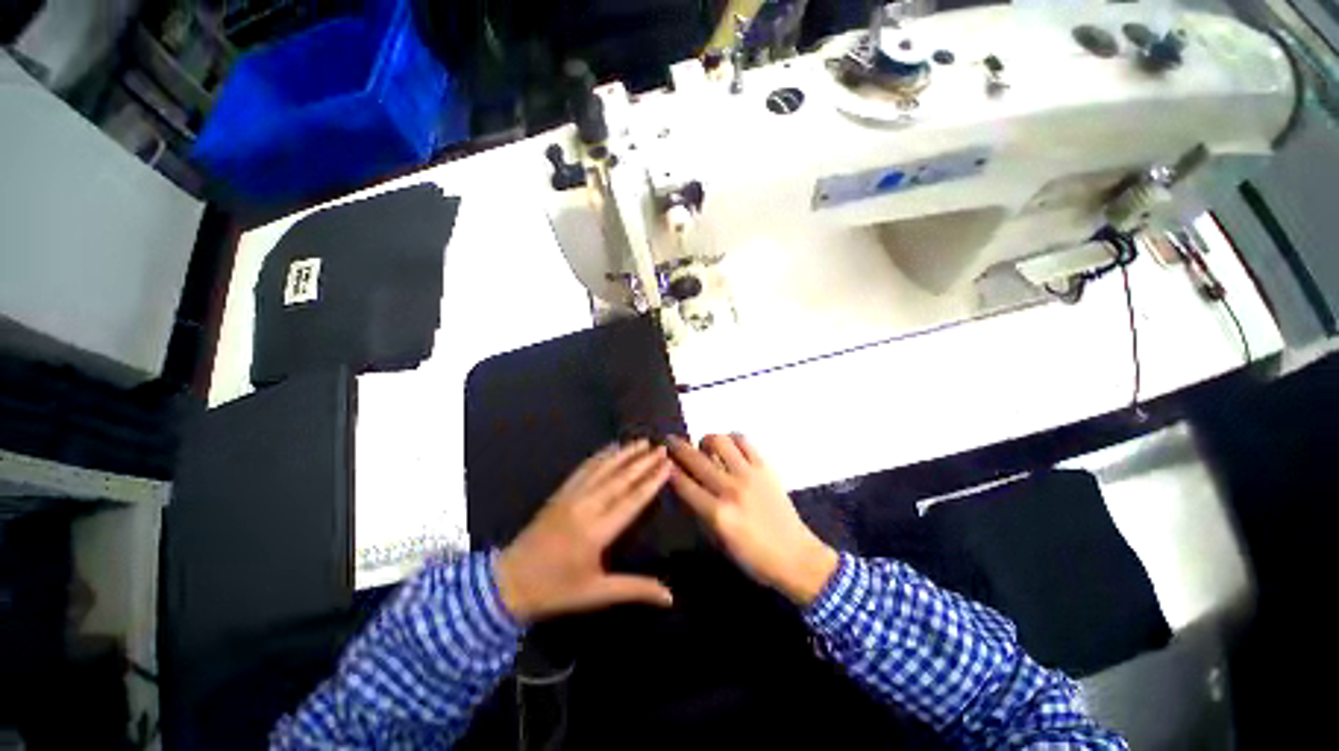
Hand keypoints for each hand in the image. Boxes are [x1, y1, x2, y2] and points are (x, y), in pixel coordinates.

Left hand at [496, 441, 673, 624]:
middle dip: (643, 462)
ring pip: (603, 469)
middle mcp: (586, 507)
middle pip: (620, 479)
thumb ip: (635, 589)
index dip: (652, 481)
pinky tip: (611, 448)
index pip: (632, 500)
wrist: (507, 582)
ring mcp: (571, 496)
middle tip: (661, 447)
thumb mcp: (597, 593)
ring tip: (641, 442)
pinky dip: (600, 456)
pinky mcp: (560, 493)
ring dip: (624, 453)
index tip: (667, 464)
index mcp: (597, 532)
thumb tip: (670, 598)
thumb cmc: (556, 590)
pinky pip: (584, 469)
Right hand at [668, 434, 837, 605]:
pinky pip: (744, 441)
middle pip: (697, 460)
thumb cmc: (754, 557)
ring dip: (706, 440)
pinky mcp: (765, 467)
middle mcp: (731, 489)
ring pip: (720, 442)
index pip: (684, 484)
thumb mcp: (720, 541)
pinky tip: (728, 446)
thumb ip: (700, 511)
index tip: (661, 460)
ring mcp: (750, 475)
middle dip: (678, 447)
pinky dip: (731, 439)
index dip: (669, 469)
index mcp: (718, 514)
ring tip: (704, 446)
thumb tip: (686, 485)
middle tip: (671, 441)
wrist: (797, 556)